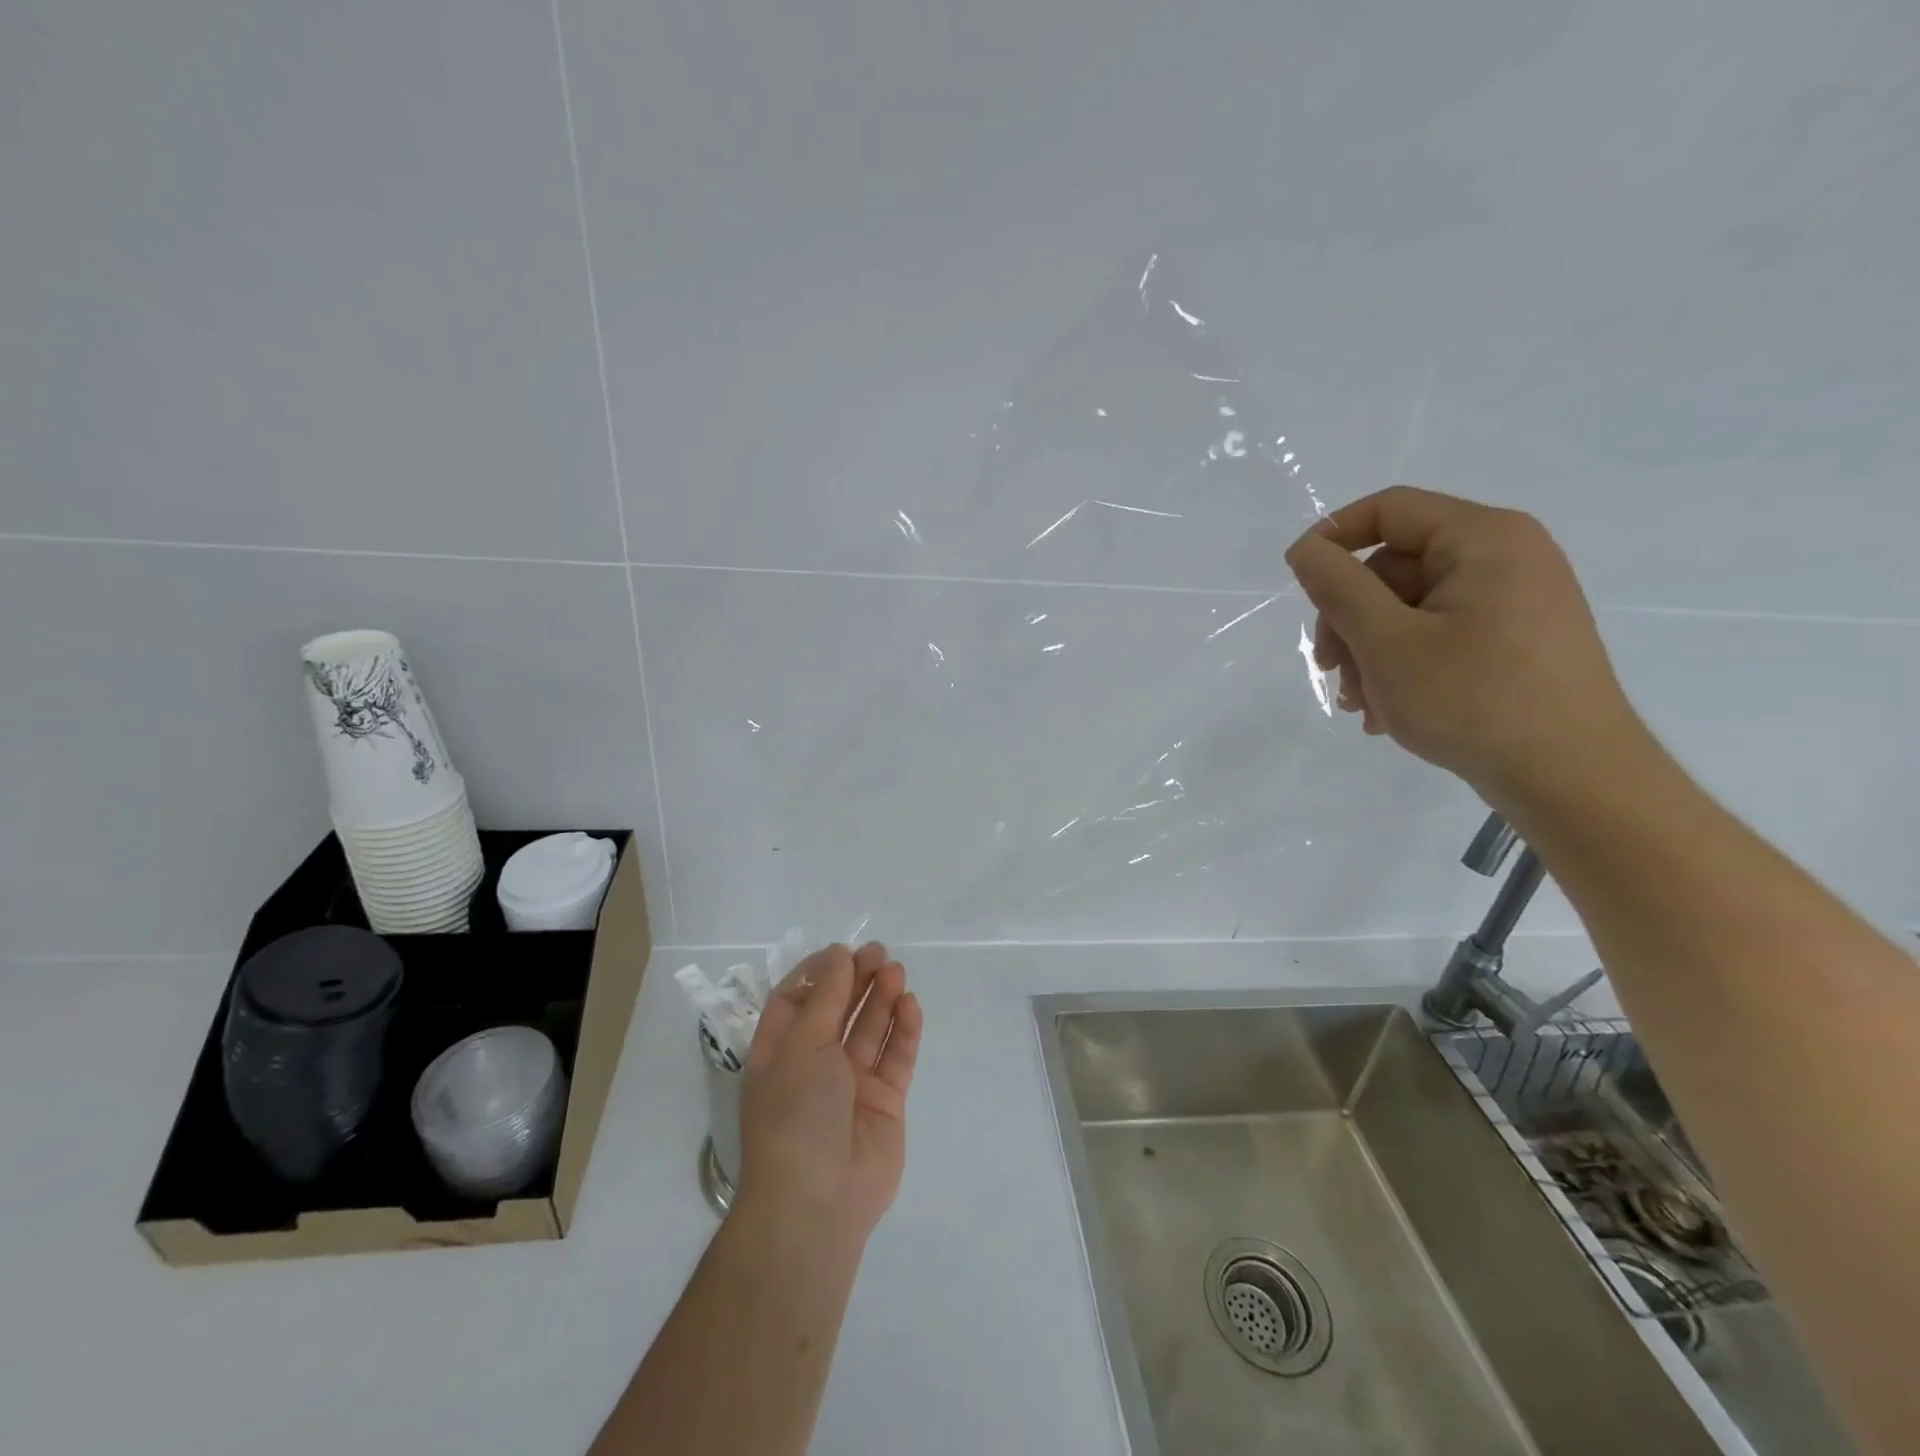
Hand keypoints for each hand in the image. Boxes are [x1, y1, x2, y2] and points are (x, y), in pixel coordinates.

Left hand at [737, 942, 922, 1241]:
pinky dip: (903, 1029)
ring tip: (896, 972)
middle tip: (880, 954)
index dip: (819, 973)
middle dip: (857, 979)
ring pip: (869, 1028)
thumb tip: (840, 955)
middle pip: (838, 1009)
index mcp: (780, 1052)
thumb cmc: (795, 1113)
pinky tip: (910, 1004)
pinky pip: (895, 1057)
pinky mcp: (885, 1102)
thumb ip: (826, 998)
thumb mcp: (802, 1045)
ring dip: (882, 998)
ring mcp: (851, 1083)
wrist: (818, 1200)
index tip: (844, 952)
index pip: (796, 1000)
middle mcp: (814, 1063)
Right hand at [1285, 486, 1649, 807]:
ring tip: (1360, 705)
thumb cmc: (1473, 699)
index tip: (1297, 583)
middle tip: (1330, 669)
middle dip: (1350, 618)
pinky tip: (1388, 713)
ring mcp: (1515, 602)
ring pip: (1411, 609)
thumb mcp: (1387, 641)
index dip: (1333, 538)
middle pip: (1395, 567)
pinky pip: (1440, 636)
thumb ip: (1338, 587)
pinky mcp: (1516, 642)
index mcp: (1484, 539)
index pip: (1390, 510)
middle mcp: (1507, 557)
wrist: (1573, 779)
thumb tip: (1305, 549)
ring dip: (1371, 653)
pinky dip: (1403, 667)